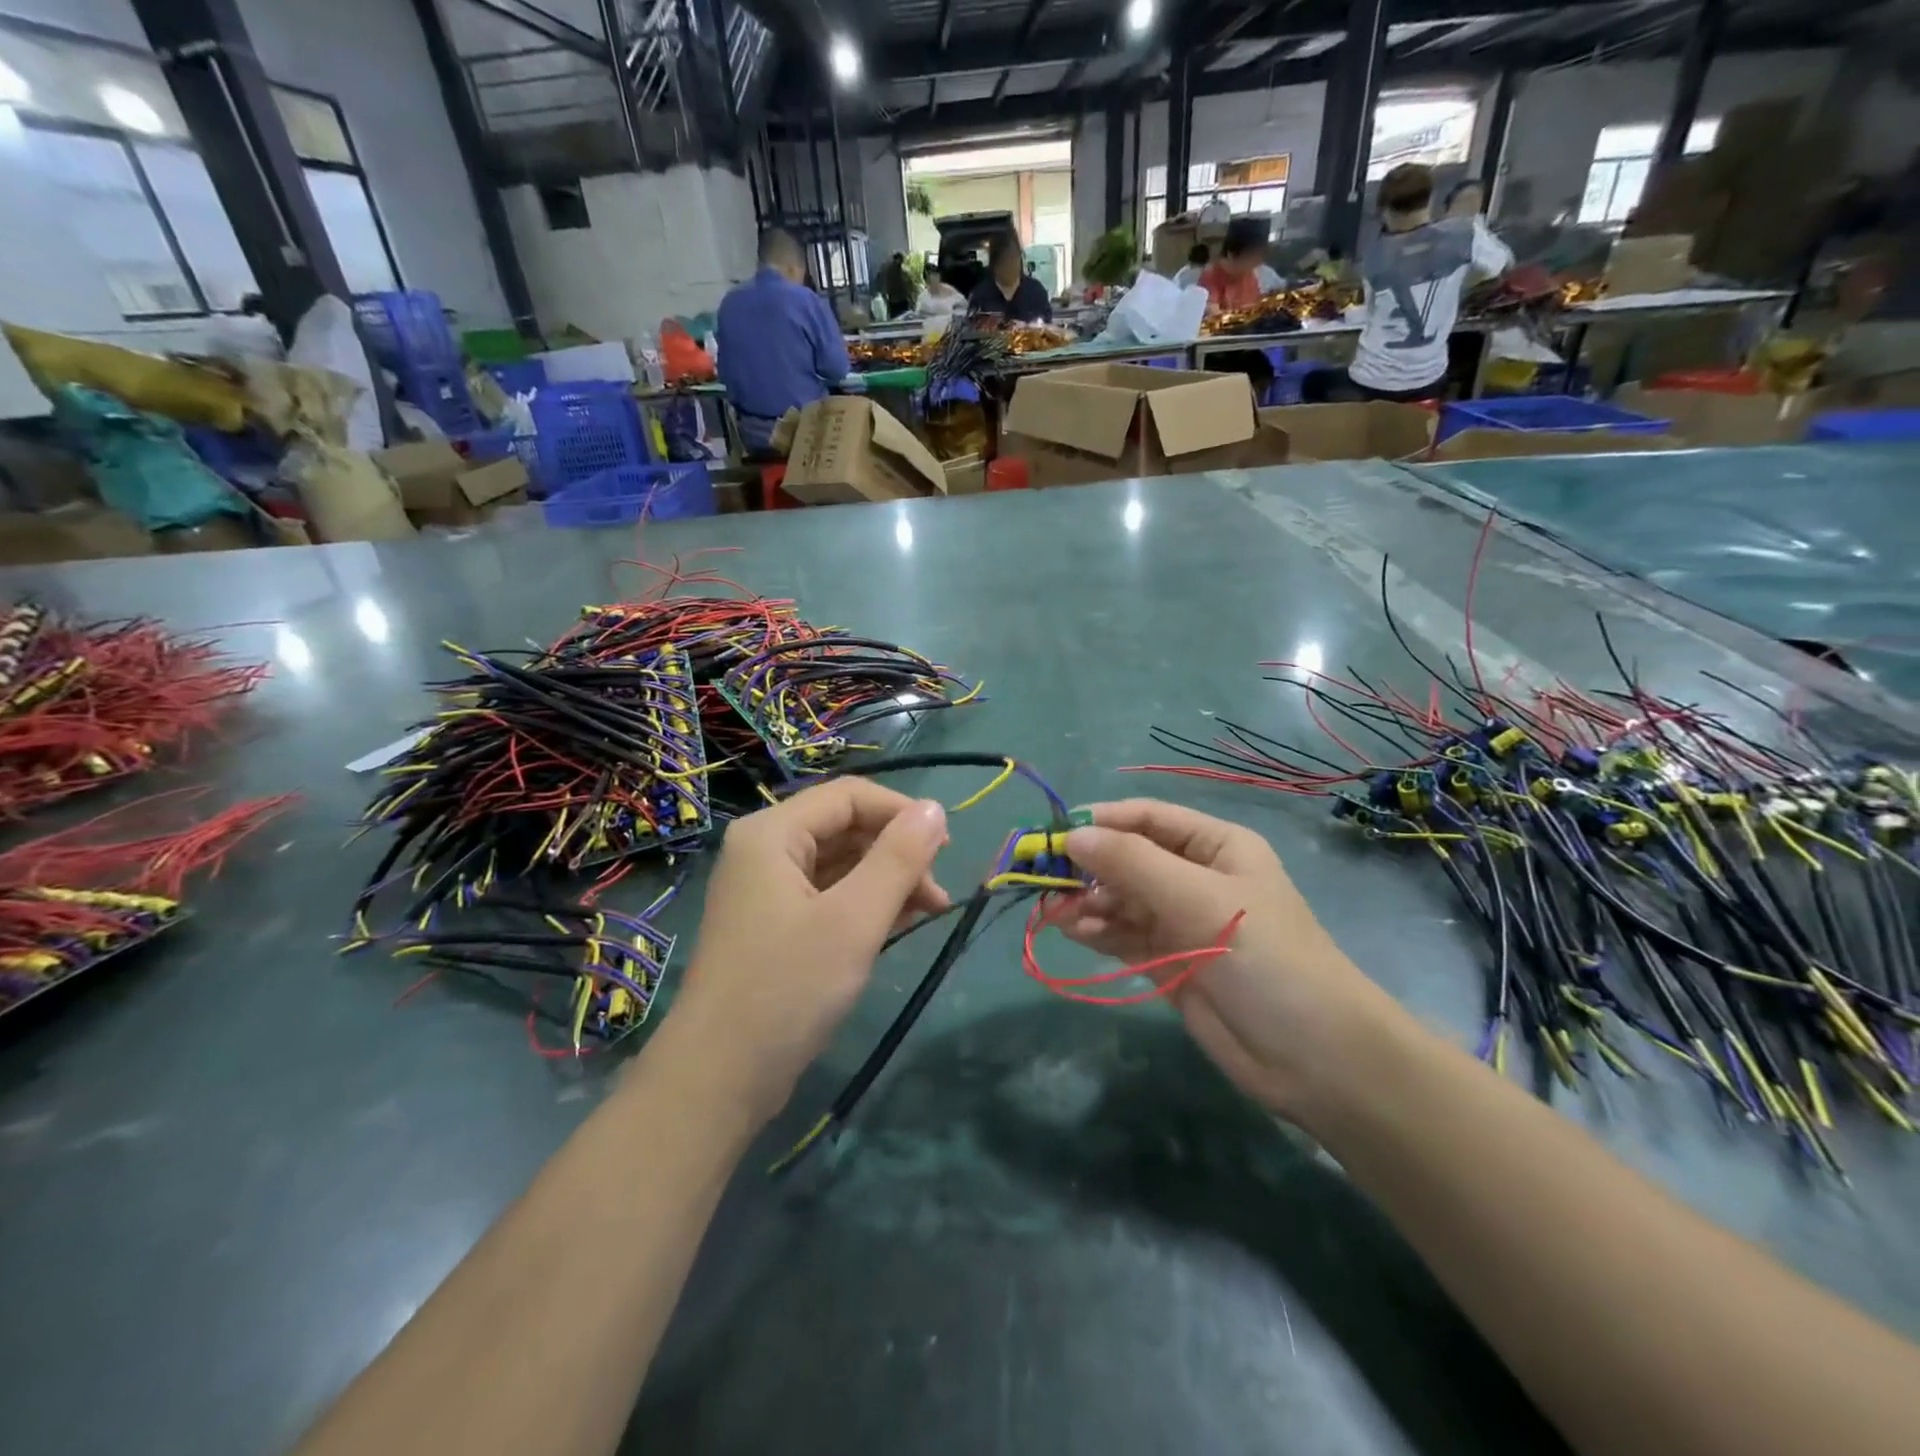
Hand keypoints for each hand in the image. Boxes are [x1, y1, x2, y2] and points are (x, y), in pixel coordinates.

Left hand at [662, 780, 950, 1123]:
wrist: (719, 1079)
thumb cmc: (787, 989)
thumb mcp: (854, 920)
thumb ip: (898, 859)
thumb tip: (936, 808)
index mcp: (772, 834)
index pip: (849, 796)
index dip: (902, 812)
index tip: (946, 846)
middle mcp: (766, 851)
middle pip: (845, 827)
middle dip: (897, 852)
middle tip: (939, 891)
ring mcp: (768, 891)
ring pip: (841, 864)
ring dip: (888, 880)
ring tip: (931, 911)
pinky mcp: (776, 926)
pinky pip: (830, 896)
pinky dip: (867, 904)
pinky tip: (900, 923)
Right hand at [1054, 799, 1393, 1119]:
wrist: (1314, 1058)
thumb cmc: (1264, 958)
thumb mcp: (1199, 900)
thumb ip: (1132, 864)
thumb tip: (1071, 835)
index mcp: (1215, 846)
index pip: (1147, 818)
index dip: (1101, 822)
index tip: (1055, 836)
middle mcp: (1195, 877)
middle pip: (1127, 859)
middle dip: (1089, 868)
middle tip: (1046, 882)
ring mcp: (1180, 922)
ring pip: (1119, 899)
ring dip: (1087, 902)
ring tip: (1057, 914)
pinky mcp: (1168, 962)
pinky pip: (1122, 935)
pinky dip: (1096, 931)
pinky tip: (1074, 933)